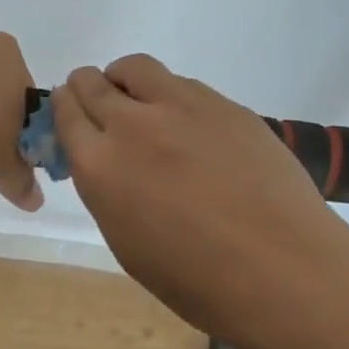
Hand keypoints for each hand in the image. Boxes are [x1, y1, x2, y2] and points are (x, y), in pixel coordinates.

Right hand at [52, 54, 348, 347]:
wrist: (284, 271)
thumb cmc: (197, 279)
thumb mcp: (126, 242)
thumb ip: (107, 191)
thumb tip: (107, 164)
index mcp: (100, 166)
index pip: (65, 113)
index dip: (64, 108)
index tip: (69, 113)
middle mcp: (133, 125)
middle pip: (92, 83)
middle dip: (85, 88)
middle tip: (97, 104)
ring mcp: (182, 107)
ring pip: (135, 68)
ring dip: (124, 81)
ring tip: (139, 104)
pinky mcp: (223, 104)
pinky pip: (181, 84)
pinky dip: (169, 95)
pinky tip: (188, 126)